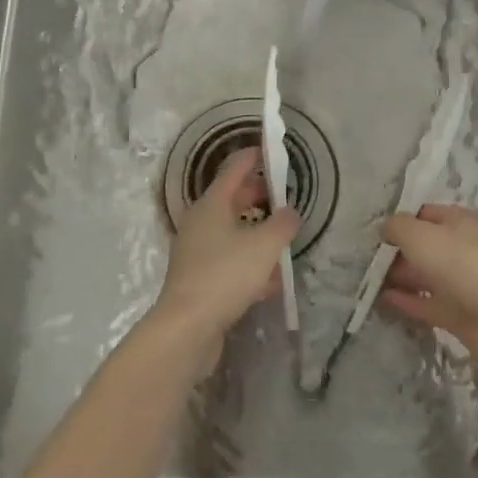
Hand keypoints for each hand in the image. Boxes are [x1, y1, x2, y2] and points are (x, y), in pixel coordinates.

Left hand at [149, 146, 298, 373]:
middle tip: (283, 195)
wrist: (187, 328)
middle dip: (257, 195)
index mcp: (211, 204)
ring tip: (282, 237)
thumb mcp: (264, 245)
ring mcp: (197, 252)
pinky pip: (230, 261)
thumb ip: (283, 224)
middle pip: (231, 200)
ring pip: (232, 232)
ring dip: (256, 231)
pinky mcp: (199, 280)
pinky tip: (272, 280)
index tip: (270, 150)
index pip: (233, 169)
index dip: (252, 157)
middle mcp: (200, 223)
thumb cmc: (226, 275)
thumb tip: (290, 211)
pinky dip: (250, 262)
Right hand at [379, 205, 477, 369]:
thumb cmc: (460, 263)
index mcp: (456, 222)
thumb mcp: (419, 235)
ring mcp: (459, 283)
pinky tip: (380, 301)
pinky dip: (405, 301)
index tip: (371, 229)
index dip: (400, 219)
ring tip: (364, 279)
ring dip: (398, 277)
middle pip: (422, 247)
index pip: (424, 214)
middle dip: (395, 250)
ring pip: (423, 276)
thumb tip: (386, 228)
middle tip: (361, 257)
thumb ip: (398, 227)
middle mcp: (459, 249)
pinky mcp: (456, 314)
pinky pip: (425, 304)